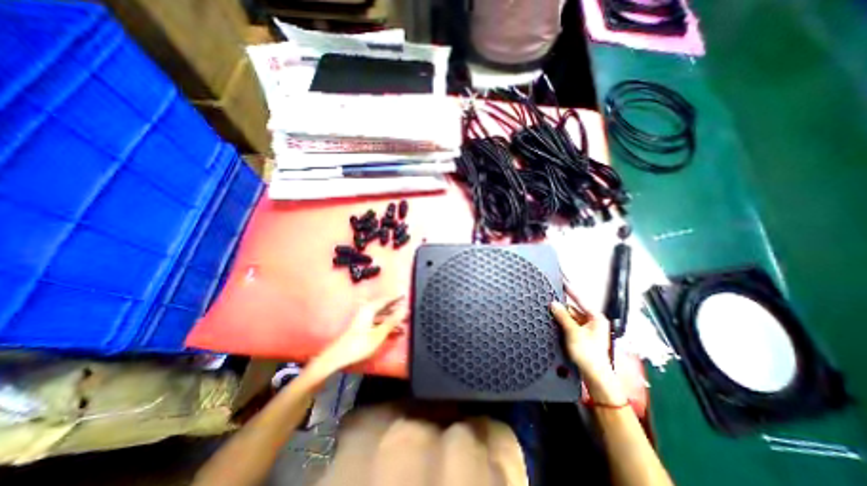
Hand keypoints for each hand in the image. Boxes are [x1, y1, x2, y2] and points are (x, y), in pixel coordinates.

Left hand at [307, 295, 404, 383]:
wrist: (337, 357)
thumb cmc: (359, 345)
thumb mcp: (379, 334)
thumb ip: (392, 321)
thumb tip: (404, 310)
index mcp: (369, 309)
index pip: (386, 299)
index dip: (396, 298)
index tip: (406, 297)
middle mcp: (366, 311)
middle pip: (384, 307)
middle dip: (396, 310)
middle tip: (407, 312)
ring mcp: (363, 319)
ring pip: (381, 315)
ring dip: (392, 319)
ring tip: (403, 324)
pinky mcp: (362, 327)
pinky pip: (377, 322)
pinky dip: (385, 325)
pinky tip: (393, 332)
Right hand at [552, 288, 626, 404]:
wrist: (594, 376)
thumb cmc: (589, 354)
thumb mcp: (573, 332)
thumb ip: (562, 316)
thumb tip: (553, 304)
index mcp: (596, 318)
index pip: (580, 299)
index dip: (570, 289)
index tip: (562, 279)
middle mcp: (592, 321)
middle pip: (574, 308)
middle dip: (562, 305)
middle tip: (549, 297)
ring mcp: (587, 329)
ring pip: (570, 316)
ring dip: (561, 314)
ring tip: (549, 309)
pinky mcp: (581, 336)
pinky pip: (569, 324)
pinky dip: (562, 322)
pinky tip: (553, 320)